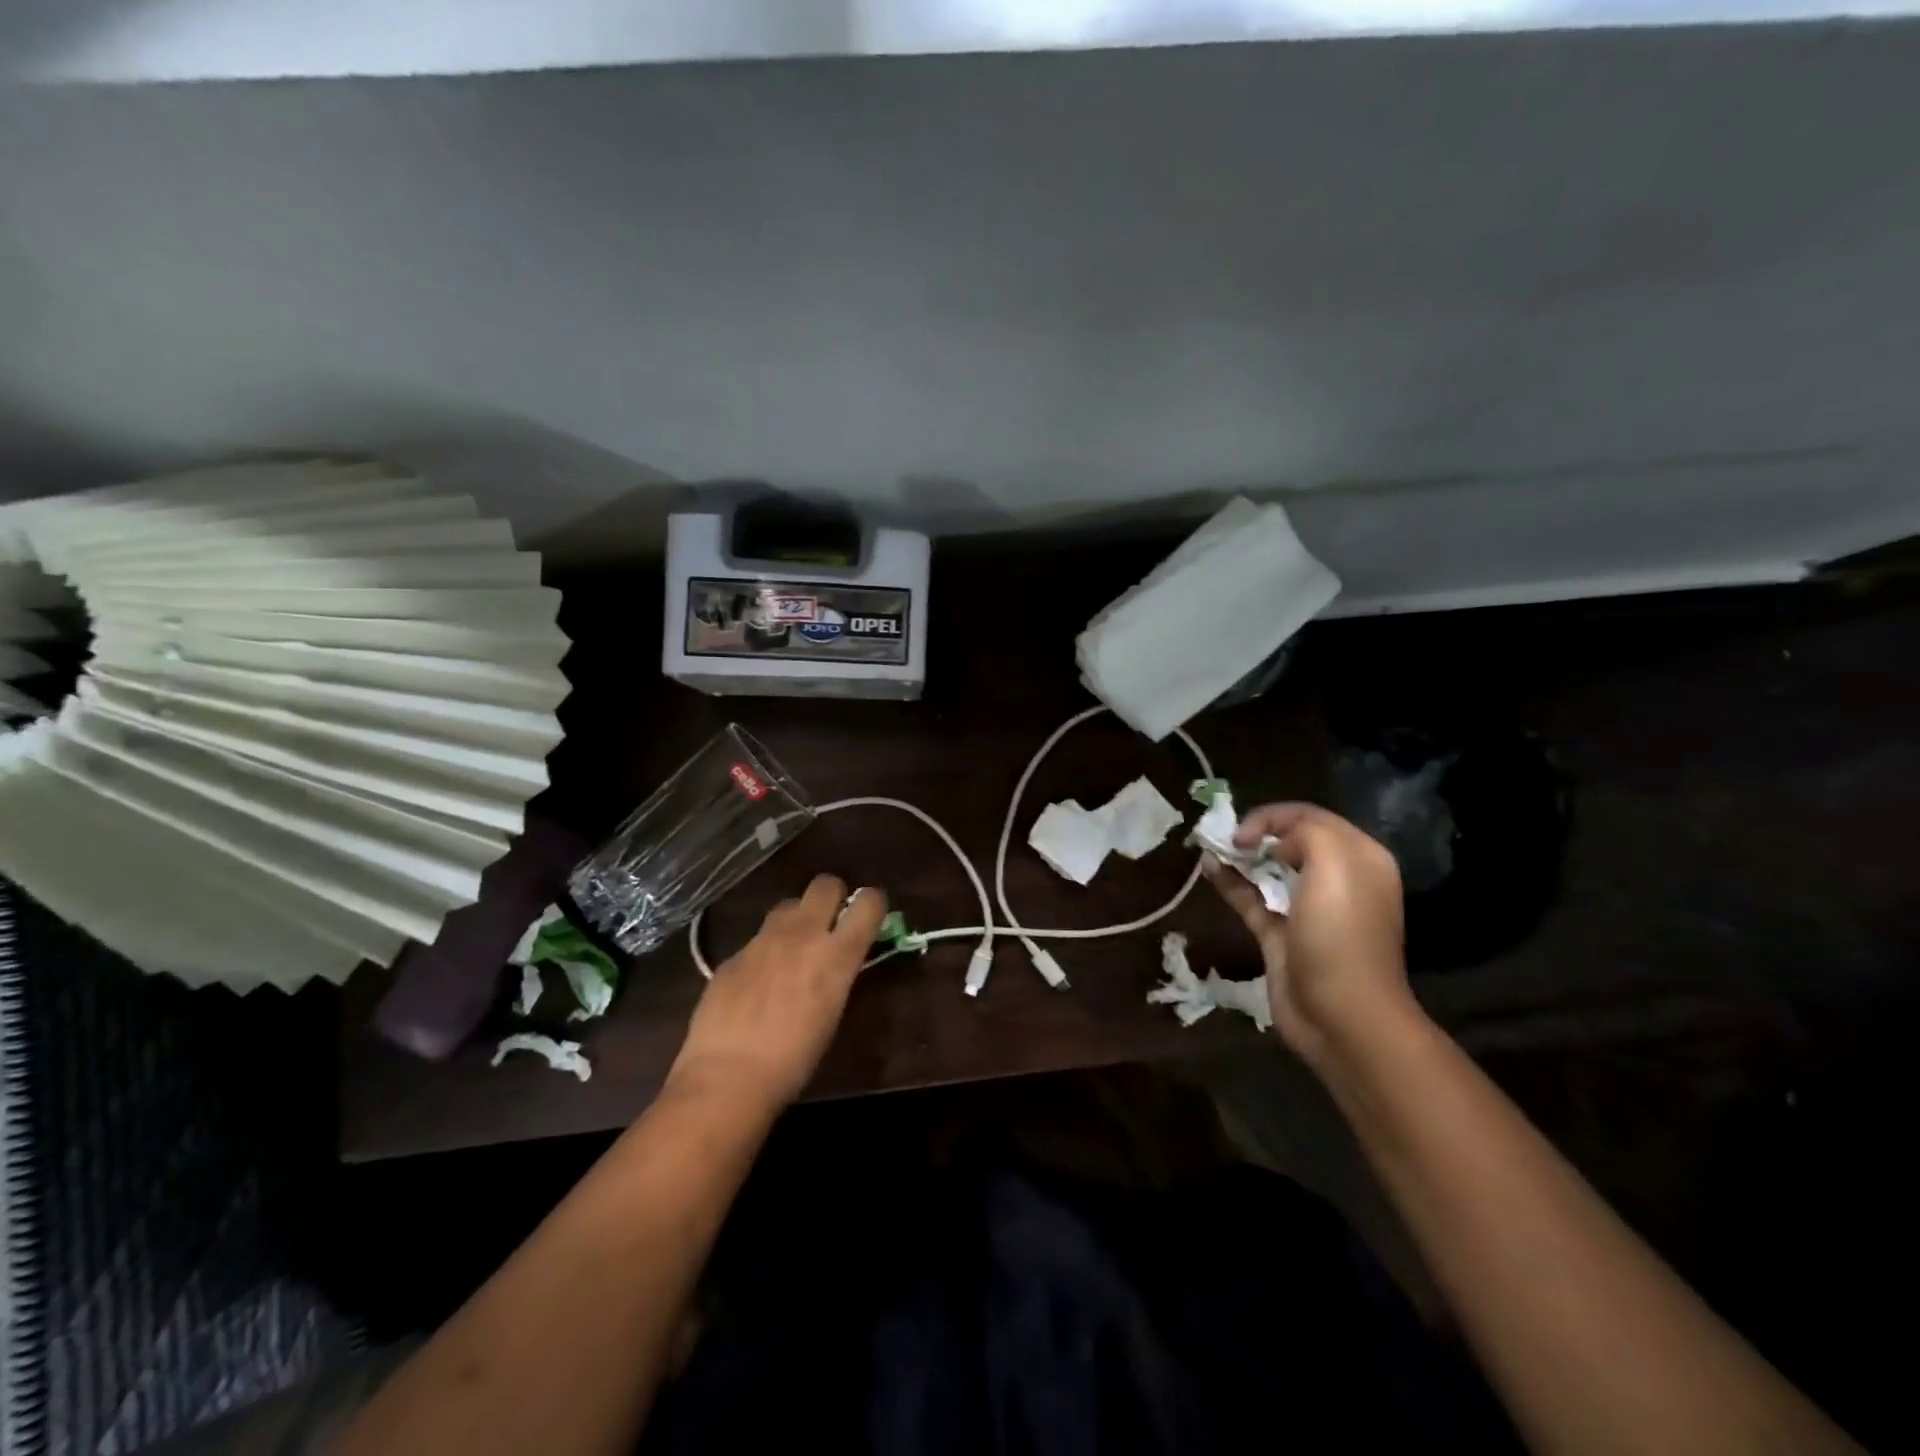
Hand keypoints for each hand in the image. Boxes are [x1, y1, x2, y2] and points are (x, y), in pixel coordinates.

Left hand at [668, 875, 887, 1111]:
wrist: (727, 1077)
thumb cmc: (793, 1061)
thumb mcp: (832, 1014)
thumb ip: (837, 975)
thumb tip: (838, 961)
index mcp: (837, 955)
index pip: (869, 903)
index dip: (872, 904)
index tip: (869, 916)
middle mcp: (802, 935)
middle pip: (825, 884)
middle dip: (832, 896)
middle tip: (830, 921)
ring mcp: (763, 940)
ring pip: (788, 905)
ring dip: (796, 918)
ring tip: (792, 948)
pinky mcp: (733, 954)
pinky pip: (757, 939)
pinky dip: (764, 951)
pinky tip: (756, 983)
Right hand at [1202, 803, 1413, 1069]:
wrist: (1342, 1015)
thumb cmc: (1340, 933)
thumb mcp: (1333, 863)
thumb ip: (1304, 832)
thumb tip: (1276, 843)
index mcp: (1359, 858)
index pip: (1313, 817)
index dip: (1274, 816)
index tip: (1242, 831)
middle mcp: (1338, 879)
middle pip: (1290, 841)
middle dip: (1257, 833)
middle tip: (1224, 836)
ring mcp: (1307, 909)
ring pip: (1269, 870)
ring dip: (1240, 856)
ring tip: (1210, 846)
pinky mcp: (1281, 935)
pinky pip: (1252, 898)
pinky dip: (1230, 882)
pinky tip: (1207, 868)